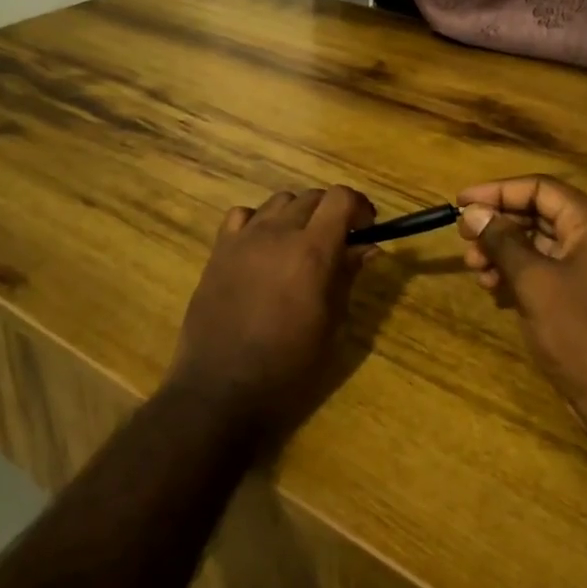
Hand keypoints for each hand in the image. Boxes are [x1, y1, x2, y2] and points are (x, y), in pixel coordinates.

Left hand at [167, 186, 376, 438]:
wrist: (221, 390)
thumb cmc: (288, 369)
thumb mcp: (332, 327)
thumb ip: (348, 277)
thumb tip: (368, 247)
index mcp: (312, 252)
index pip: (340, 197)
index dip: (359, 206)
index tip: (366, 228)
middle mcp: (277, 233)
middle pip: (311, 197)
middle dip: (332, 212)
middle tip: (339, 242)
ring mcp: (243, 239)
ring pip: (279, 202)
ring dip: (297, 215)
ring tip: (300, 245)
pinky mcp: (218, 251)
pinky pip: (242, 216)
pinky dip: (259, 221)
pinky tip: (262, 248)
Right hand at [458, 176, 586, 443]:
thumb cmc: (581, 331)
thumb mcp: (534, 281)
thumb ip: (501, 241)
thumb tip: (472, 212)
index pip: (539, 188)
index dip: (496, 192)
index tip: (459, 202)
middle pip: (537, 214)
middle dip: (498, 226)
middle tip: (463, 240)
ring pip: (538, 245)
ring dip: (503, 252)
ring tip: (475, 270)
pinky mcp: (584, 297)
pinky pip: (545, 271)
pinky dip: (517, 275)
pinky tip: (494, 290)